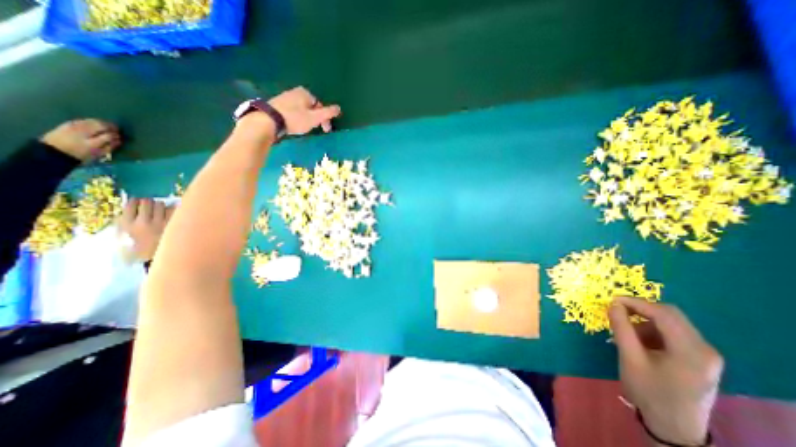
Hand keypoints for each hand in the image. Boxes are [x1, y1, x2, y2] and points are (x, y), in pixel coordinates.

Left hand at [40, 119, 120, 159]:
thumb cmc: (80, 155)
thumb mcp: (97, 155)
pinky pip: (82, 120)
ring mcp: (73, 127)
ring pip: (91, 121)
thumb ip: (108, 147)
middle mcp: (83, 133)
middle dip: (110, 127)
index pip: (108, 136)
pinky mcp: (67, 124)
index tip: (119, 137)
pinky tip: (94, 124)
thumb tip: (118, 141)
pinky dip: (90, 121)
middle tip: (116, 129)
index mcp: (91, 143)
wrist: (53, 151)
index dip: (116, 136)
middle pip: (100, 126)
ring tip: (106, 125)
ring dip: (101, 122)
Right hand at [118, 197, 173, 262]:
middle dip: (149, 202)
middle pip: (147, 202)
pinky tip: (173, 214)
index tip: (139, 202)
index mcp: (127, 224)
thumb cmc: (141, 246)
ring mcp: (160, 223)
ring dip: (162, 205)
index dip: (136, 201)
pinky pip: (174, 210)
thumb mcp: (126, 235)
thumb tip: (134, 204)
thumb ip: (128, 220)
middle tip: (152, 206)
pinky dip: (173, 210)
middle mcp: (143, 222)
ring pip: (161, 204)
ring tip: (162, 211)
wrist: (158, 258)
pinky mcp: (174, 225)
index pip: (131, 204)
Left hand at [270, 85, 339, 131]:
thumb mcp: (315, 118)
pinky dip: (297, 118)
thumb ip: (328, 113)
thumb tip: (339, 108)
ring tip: (304, 129)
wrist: (268, 120)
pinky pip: (293, 111)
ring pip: (302, 110)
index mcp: (305, 93)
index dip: (325, 118)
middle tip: (315, 130)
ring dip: (307, 119)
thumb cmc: (295, 119)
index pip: (321, 106)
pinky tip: (294, 125)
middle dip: (316, 119)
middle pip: (312, 107)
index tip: (325, 130)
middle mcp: (295, 91)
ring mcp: (285, 97)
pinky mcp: (277, 104)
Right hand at [611, 296, 722, 445]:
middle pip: (671, 315)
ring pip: (671, 322)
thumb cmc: (649, 391)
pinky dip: (653, 330)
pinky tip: (639, 341)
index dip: (635, 302)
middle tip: (616, 311)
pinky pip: (673, 333)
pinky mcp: (700, 358)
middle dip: (640, 309)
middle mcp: (705, 348)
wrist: (674, 427)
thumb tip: (613, 304)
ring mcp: (705, 354)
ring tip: (625, 331)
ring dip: (645, 320)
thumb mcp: (630, 357)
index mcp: (691, 351)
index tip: (611, 301)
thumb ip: (621, 328)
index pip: (663, 313)